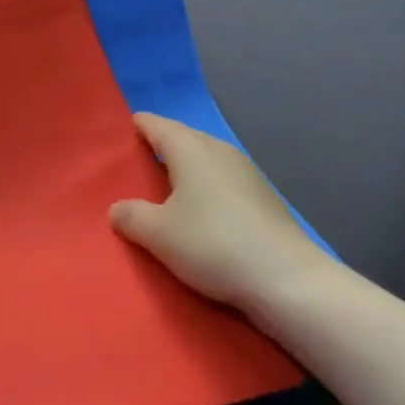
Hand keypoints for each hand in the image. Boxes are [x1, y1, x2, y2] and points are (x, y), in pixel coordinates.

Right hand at [110, 113, 330, 319]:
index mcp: (190, 148)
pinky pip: (222, 180)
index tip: (123, 130)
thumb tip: (117, 208)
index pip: (157, 124)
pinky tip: (201, 210)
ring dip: (185, 169)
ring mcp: (246, 172)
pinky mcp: (263, 197)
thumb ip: (131, 216)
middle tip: (137, 162)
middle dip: (161, 146)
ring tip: (165, 188)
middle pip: (183, 138)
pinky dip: (206, 187)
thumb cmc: (213, 244)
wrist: (287, 279)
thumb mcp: (158, 234)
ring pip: (205, 159)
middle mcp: (219, 150)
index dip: (138, 125)